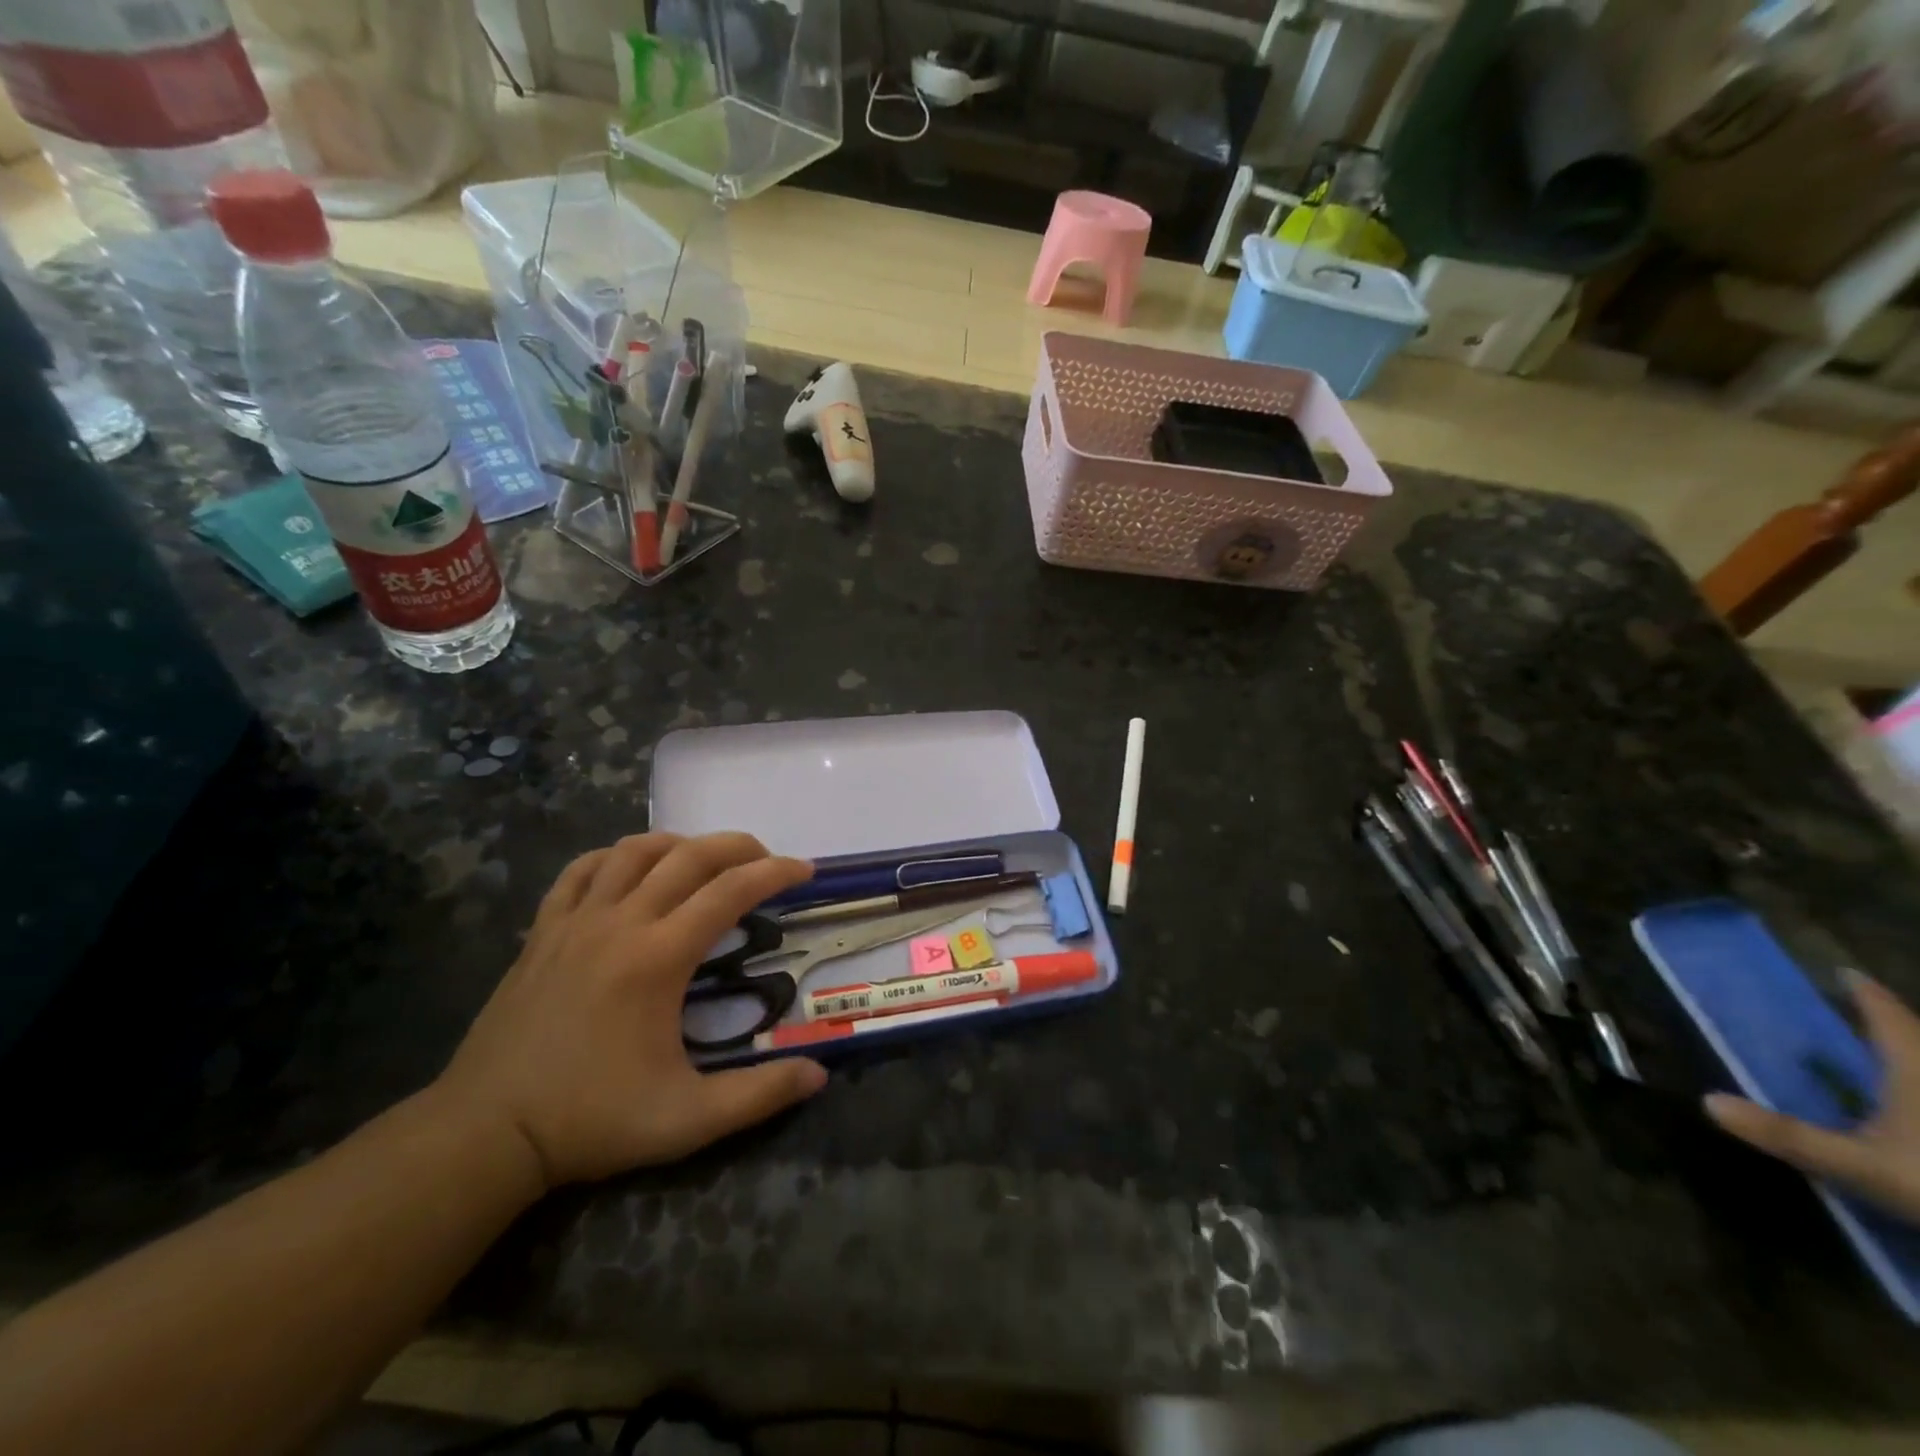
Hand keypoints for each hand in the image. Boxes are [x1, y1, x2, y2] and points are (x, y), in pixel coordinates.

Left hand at [434, 832, 826, 1190]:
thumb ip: (758, 1096)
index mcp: (658, 958)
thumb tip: (819, 1075)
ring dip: (680, 844)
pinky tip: (631, 868)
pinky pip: (581, 871)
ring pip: (634, 851)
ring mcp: (575, 922)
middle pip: (689, 857)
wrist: (485, 1133)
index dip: (774, 873)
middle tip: (766, 859)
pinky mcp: (543, 931)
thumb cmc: (591, 1121)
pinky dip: (615, 856)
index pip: (730, 892)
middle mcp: (620, 923)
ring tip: (706, 859)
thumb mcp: (686, 1120)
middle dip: (738, 847)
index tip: (804, 870)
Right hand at [1705, 972, 1919, 1224]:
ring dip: (1915, 1062)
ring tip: (1895, 1063)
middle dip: (1898, 1028)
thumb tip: (1708, 1100)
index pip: (1887, 1016)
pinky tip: (1906, 1108)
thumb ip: (1788, 1135)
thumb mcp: (1862, 1167)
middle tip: (1869, 1017)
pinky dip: (1917, 1096)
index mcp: (1917, 1069)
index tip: (1846, 973)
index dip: (1865, 994)